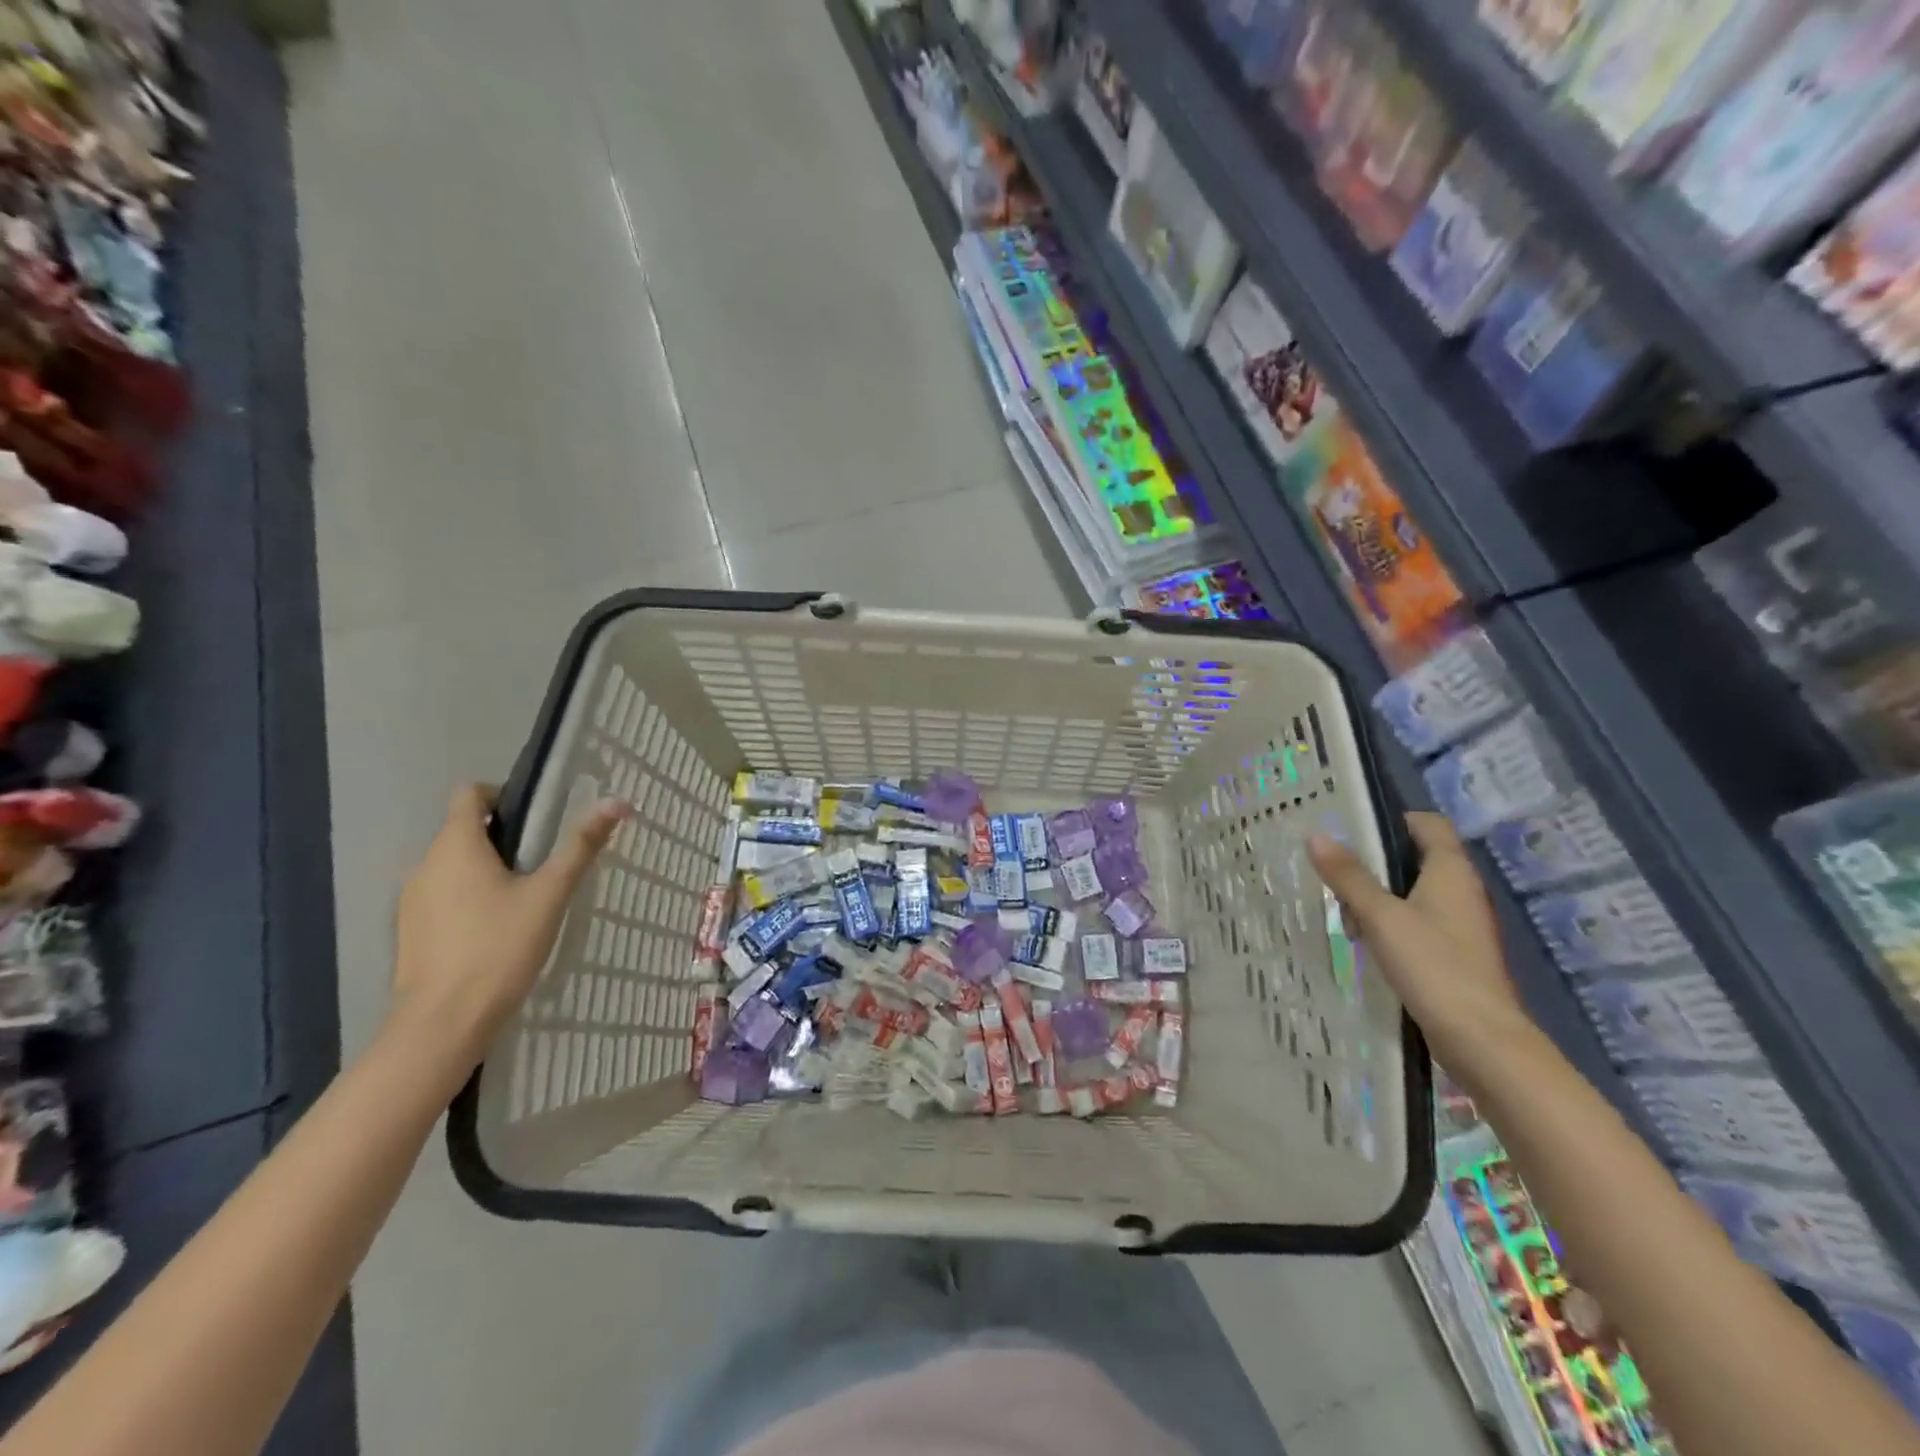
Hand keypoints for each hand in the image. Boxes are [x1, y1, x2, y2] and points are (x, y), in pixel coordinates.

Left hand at [390, 784, 626, 1063]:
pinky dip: (470, 897)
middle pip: (464, 830)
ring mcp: (412, 899)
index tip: (537, 819)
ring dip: (487, 869)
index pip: (470, 793)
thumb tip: (616, 801)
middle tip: (545, 863)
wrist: (443, 1023)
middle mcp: (425, 863)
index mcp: (456, 845)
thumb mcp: (550, 894)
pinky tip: (497, 928)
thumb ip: (581, 846)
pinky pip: (443, 895)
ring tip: (526, 898)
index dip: (503, 795)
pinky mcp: (410, 930)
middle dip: (504, 837)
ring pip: (454, 865)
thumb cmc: (500, 948)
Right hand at [1308, 812, 1531, 1076]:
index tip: (1352, 828)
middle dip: (1373, 865)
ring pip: (1412, 894)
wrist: (1481, 1039)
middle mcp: (1461, 891)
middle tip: (1334, 874)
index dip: (1392, 820)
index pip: (1427, 824)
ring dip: (1377, 899)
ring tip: (1345, 916)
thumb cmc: (1433, 965)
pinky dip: (1390, 925)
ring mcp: (1460, 925)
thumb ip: (1348, 876)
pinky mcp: (1454, 954)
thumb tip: (1317, 835)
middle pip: (1414, 859)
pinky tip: (1366, 943)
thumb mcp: (1380, 916)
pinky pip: (1416, 923)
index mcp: (1451, 871)